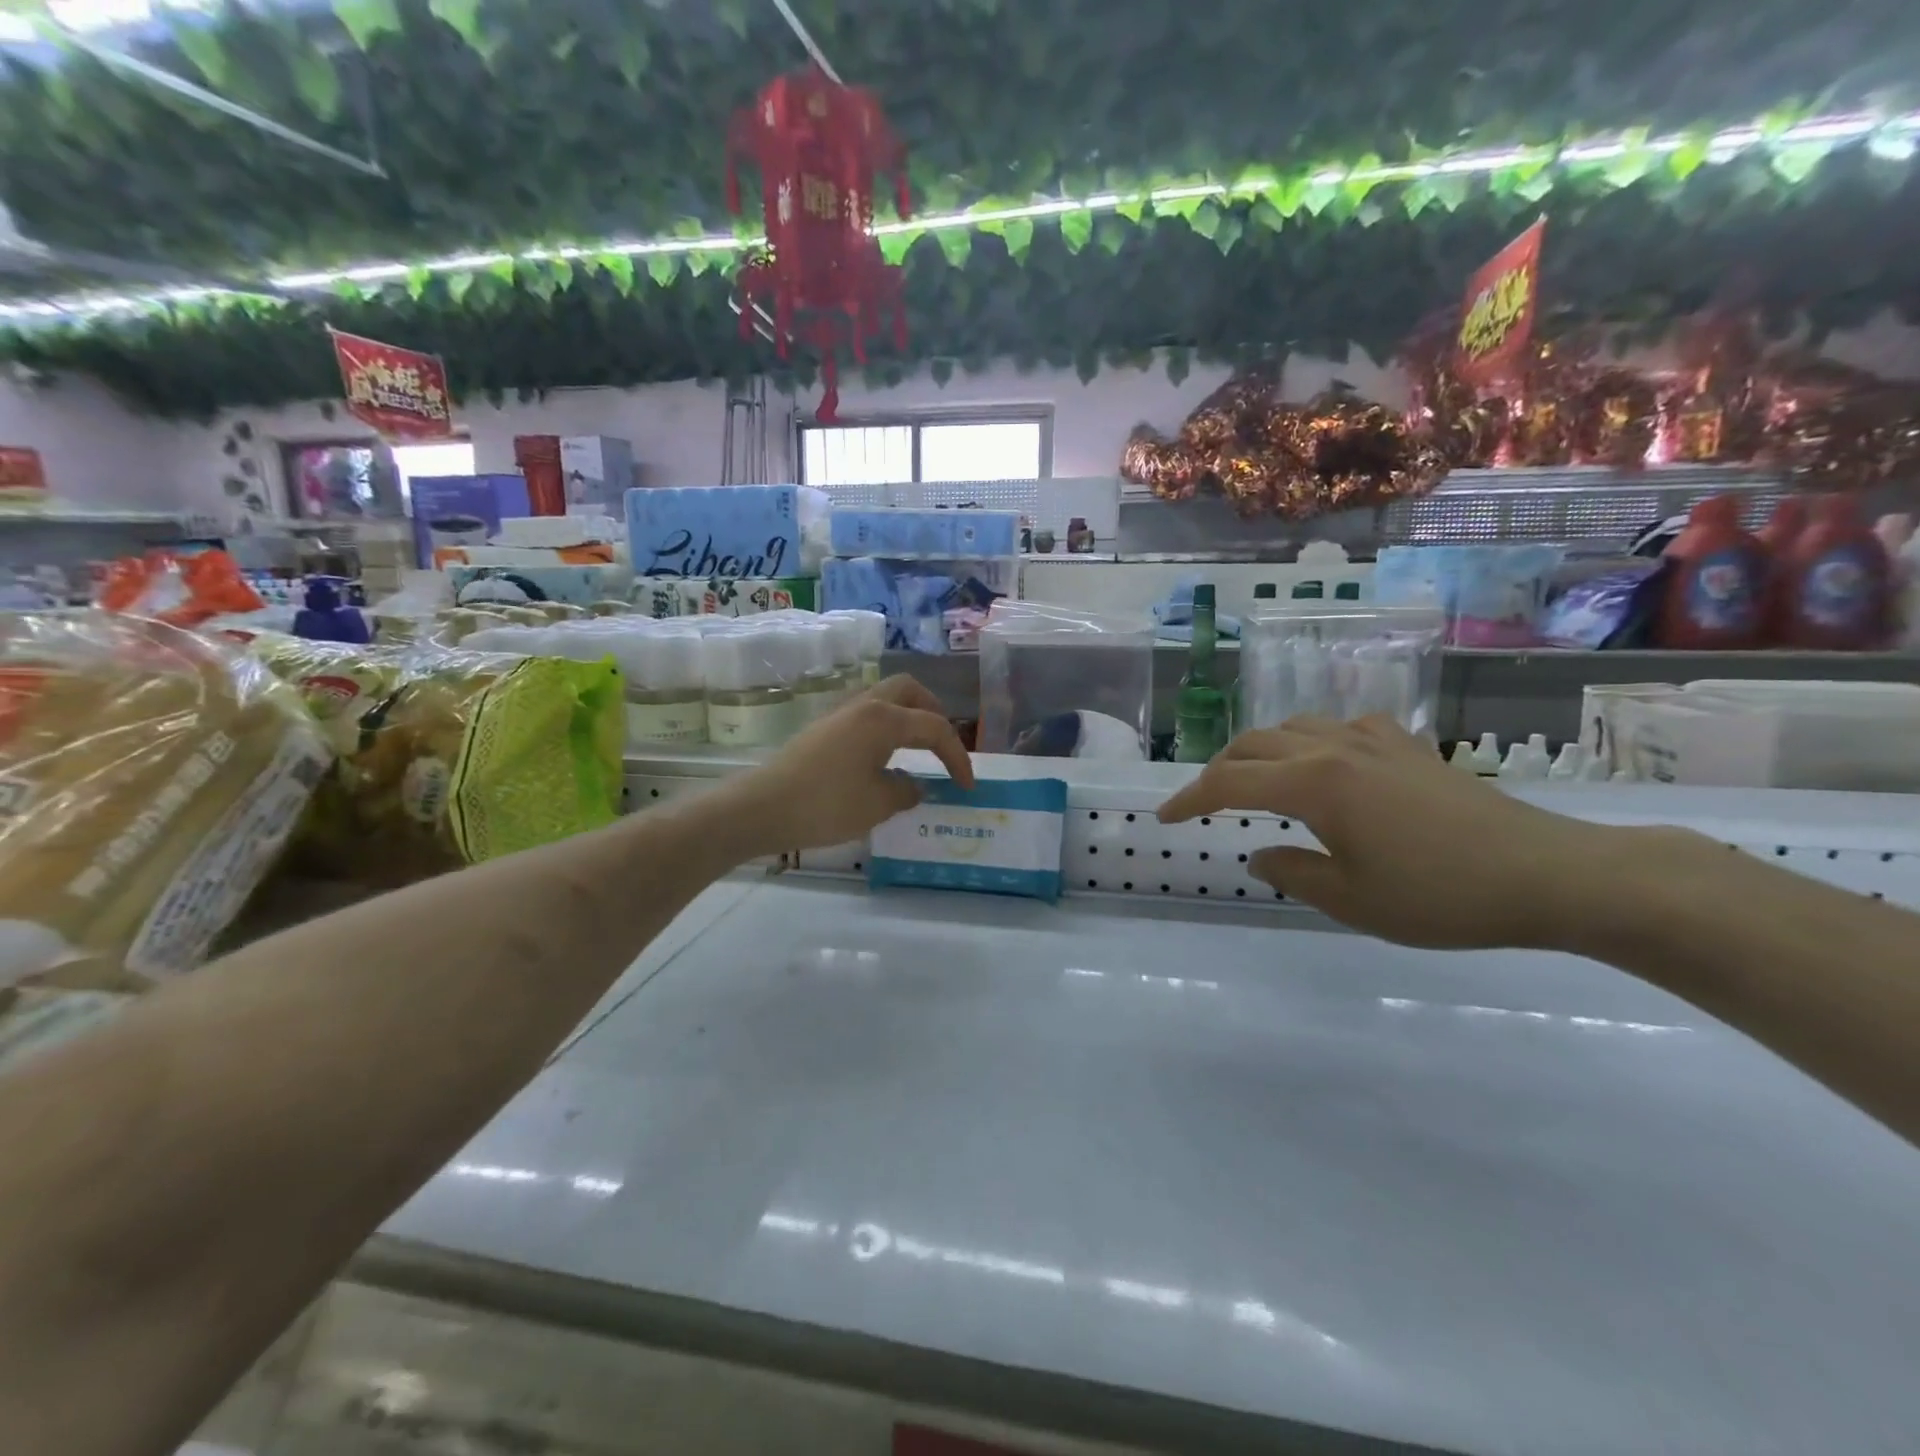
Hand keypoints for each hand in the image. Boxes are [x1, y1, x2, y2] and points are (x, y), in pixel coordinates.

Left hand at [725, 676, 974, 853]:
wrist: (761, 808)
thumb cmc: (826, 805)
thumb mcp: (878, 804)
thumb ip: (907, 791)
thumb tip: (915, 785)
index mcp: (884, 719)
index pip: (935, 727)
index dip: (957, 756)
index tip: (968, 786)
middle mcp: (864, 706)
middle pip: (909, 691)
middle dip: (934, 713)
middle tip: (943, 745)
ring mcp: (840, 715)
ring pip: (885, 700)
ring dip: (908, 718)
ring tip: (918, 751)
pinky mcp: (824, 730)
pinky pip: (867, 716)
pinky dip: (887, 729)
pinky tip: (885, 760)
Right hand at [1157, 715, 1650, 949]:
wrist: (1548, 874)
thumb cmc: (1442, 896)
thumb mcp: (1352, 901)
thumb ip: (1293, 873)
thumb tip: (1261, 854)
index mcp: (1314, 785)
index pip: (1229, 784)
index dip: (1189, 800)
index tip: (1164, 819)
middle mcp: (1334, 749)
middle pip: (1253, 746)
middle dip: (1217, 772)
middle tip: (1204, 804)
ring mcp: (1373, 741)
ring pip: (1292, 728)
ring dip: (1259, 751)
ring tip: (1253, 781)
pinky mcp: (1406, 746)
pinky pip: (1338, 728)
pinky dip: (1309, 742)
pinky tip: (1323, 765)